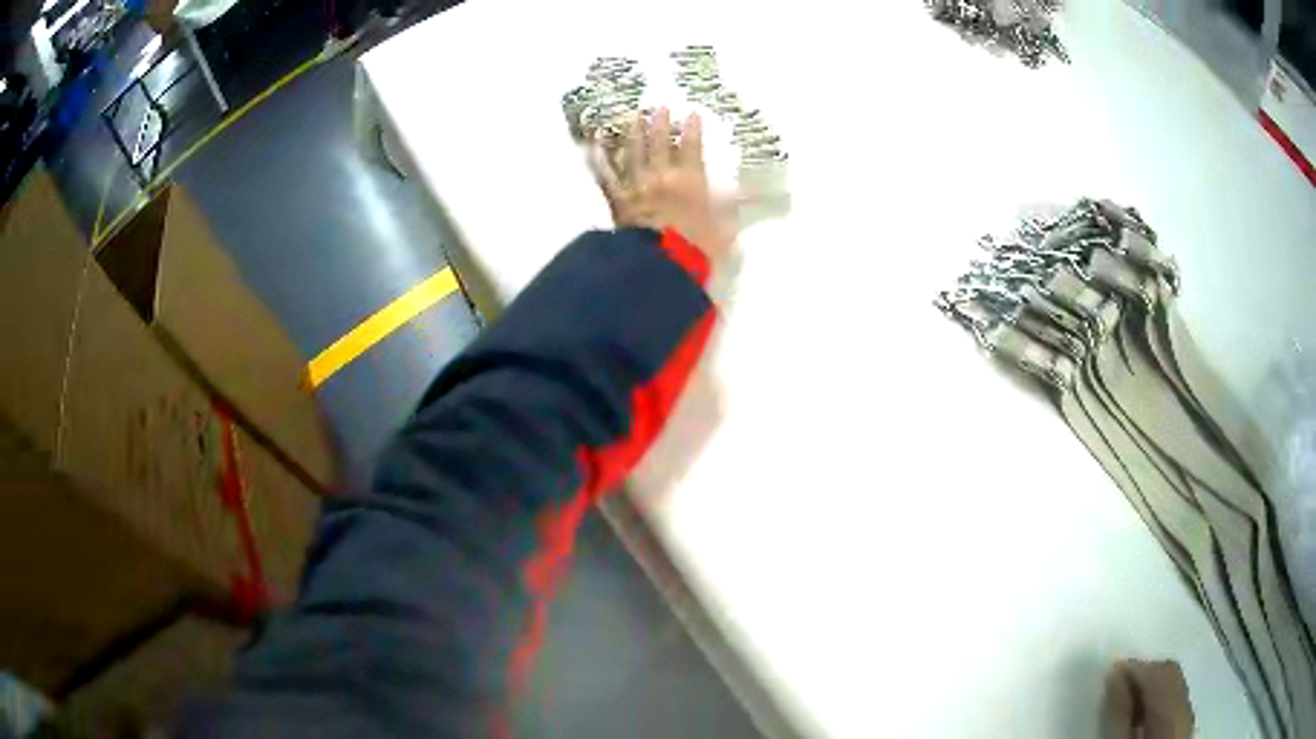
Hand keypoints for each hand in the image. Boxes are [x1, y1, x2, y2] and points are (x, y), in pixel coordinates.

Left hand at [590, 108, 734, 266]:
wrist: (663, 264)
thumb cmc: (699, 248)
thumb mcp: (726, 228)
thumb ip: (731, 209)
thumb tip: (743, 195)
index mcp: (691, 181)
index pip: (693, 148)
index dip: (693, 130)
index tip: (692, 114)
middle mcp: (662, 177)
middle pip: (659, 145)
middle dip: (660, 124)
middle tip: (659, 107)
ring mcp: (637, 187)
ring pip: (633, 154)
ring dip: (633, 134)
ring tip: (631, 116)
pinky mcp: (618, 202)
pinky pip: (605, 178)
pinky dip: (598, 161)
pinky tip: (592, 147)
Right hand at [1103, 659, 1194, 738]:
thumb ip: (1119, 712)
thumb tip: (1116, 673)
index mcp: (1173, 712)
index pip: (1161, 672)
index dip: (1138, 666)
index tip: (1112, 668)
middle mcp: (1187, 708)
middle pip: (1172, 676)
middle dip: (1146, 675)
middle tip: (1116, 683)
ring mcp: (1189, 718)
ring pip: (1175, 688)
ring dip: (1151, 688)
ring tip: (1125, 700)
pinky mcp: (1184, 729)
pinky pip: (1176, 702)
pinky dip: (1158, 702)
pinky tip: (1141, 716)